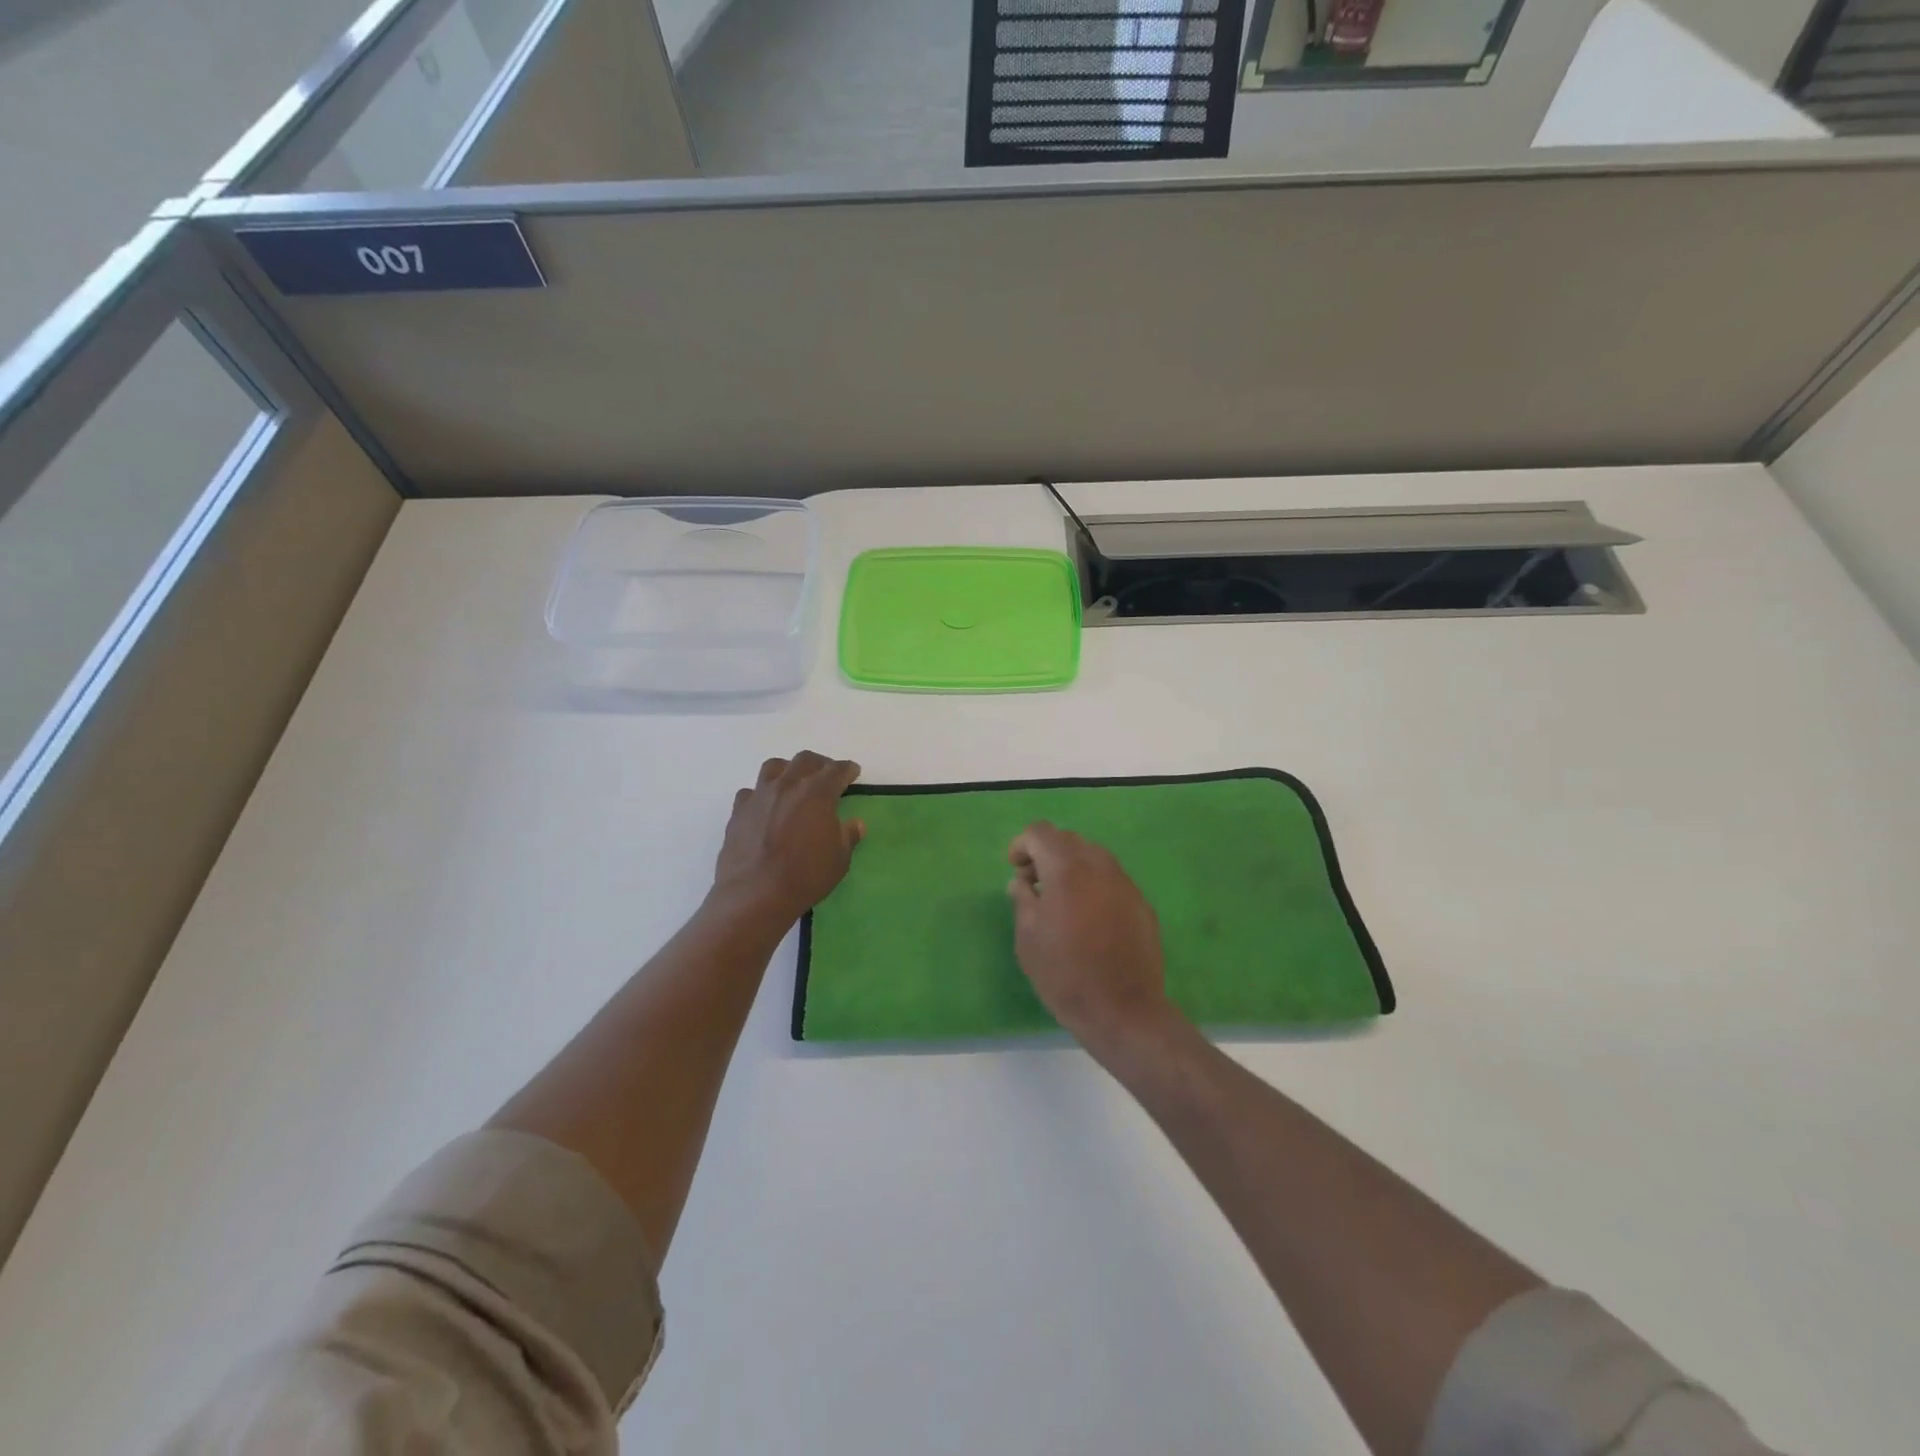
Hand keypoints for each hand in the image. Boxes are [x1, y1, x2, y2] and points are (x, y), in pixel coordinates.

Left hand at [713, 753, 864, 923]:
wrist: (755, 894)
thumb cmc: (806, 876)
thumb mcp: (839, 859)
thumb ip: (848, 836)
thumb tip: (855, 824)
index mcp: (817, 793)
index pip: (837, 770)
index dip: (847, 770)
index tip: (853, 772)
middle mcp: (788, 785)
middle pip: (805, 760)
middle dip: (820, 764)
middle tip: (826, 776)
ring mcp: (759, 796)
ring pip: (774, 767)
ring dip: (788, 770)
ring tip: (793, 784)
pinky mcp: (738, 812)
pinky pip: (750, 792)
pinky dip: (761, 795)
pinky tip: (765, 808)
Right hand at [1007, 822, 1174, 1047]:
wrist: (1123, 1010)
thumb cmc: (1065, 975)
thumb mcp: (1028, 938)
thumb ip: (1022, 900)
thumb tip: (1022, 882)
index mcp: (1067, 869)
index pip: (1041, 833)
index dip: (1022, 845)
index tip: (1016, 870)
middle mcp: (1099, 866)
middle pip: (1068, 840)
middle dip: (1047, 854)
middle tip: (1035, 885)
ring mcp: (1125, 883)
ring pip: (1093, 857)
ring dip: (1072, 868)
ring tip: (1062, 902)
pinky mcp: (1141, 903)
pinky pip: (1112, 880)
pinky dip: (1094, 886)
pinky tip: (1090, 920)